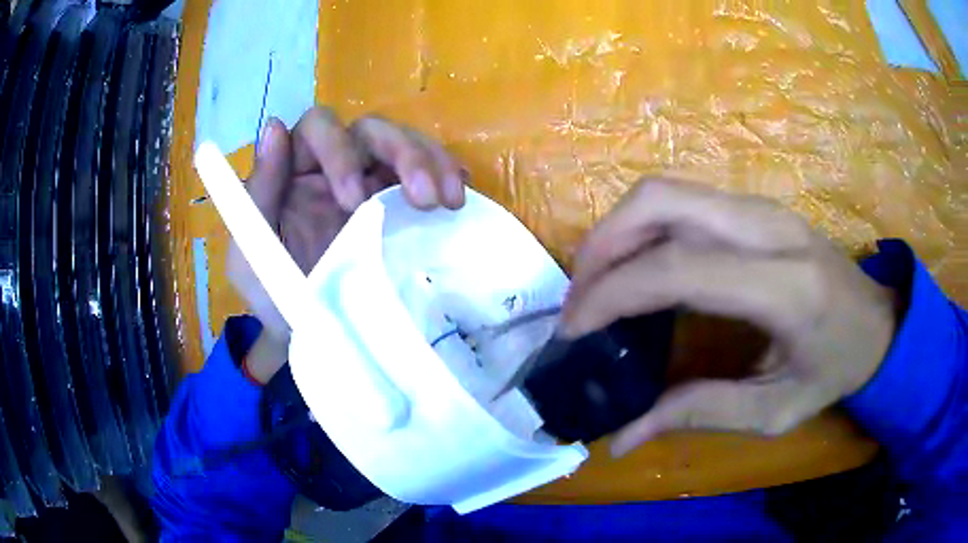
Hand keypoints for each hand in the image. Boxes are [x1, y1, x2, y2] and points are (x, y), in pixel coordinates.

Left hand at [228, 108, 466, 380]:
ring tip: (449, 200)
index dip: (338, 150)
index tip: (354, 199)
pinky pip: (429, 172)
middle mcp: (336, 168)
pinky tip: (458, 197)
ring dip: (430, 162)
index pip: (318, 129)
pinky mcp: (403, 204)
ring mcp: (374, 183)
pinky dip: (447, 175)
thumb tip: (273, 128)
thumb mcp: (252, 254)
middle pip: (371, 130)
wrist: (314, 338)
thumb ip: (258, 195)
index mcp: (296, 173)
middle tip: (423, 196)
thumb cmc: (275, 299)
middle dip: (401, 153)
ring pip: (405, 144)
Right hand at [561, 179, 898, 455]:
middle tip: (578, 299)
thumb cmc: (836, 369)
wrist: (877, 320)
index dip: (612, 292)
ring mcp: (760, 207)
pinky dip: (642, 227)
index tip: (574, 329)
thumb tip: (622, 436)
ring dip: (617, 231)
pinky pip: (681, 200)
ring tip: (597, 284)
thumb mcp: (776, 411)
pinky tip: (637, 266)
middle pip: (659, 201)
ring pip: (664, 191)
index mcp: (784, 286)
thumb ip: (700, 414)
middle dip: (602, 244)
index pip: (678, 268)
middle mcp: (768, 228)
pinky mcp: (754, 206)